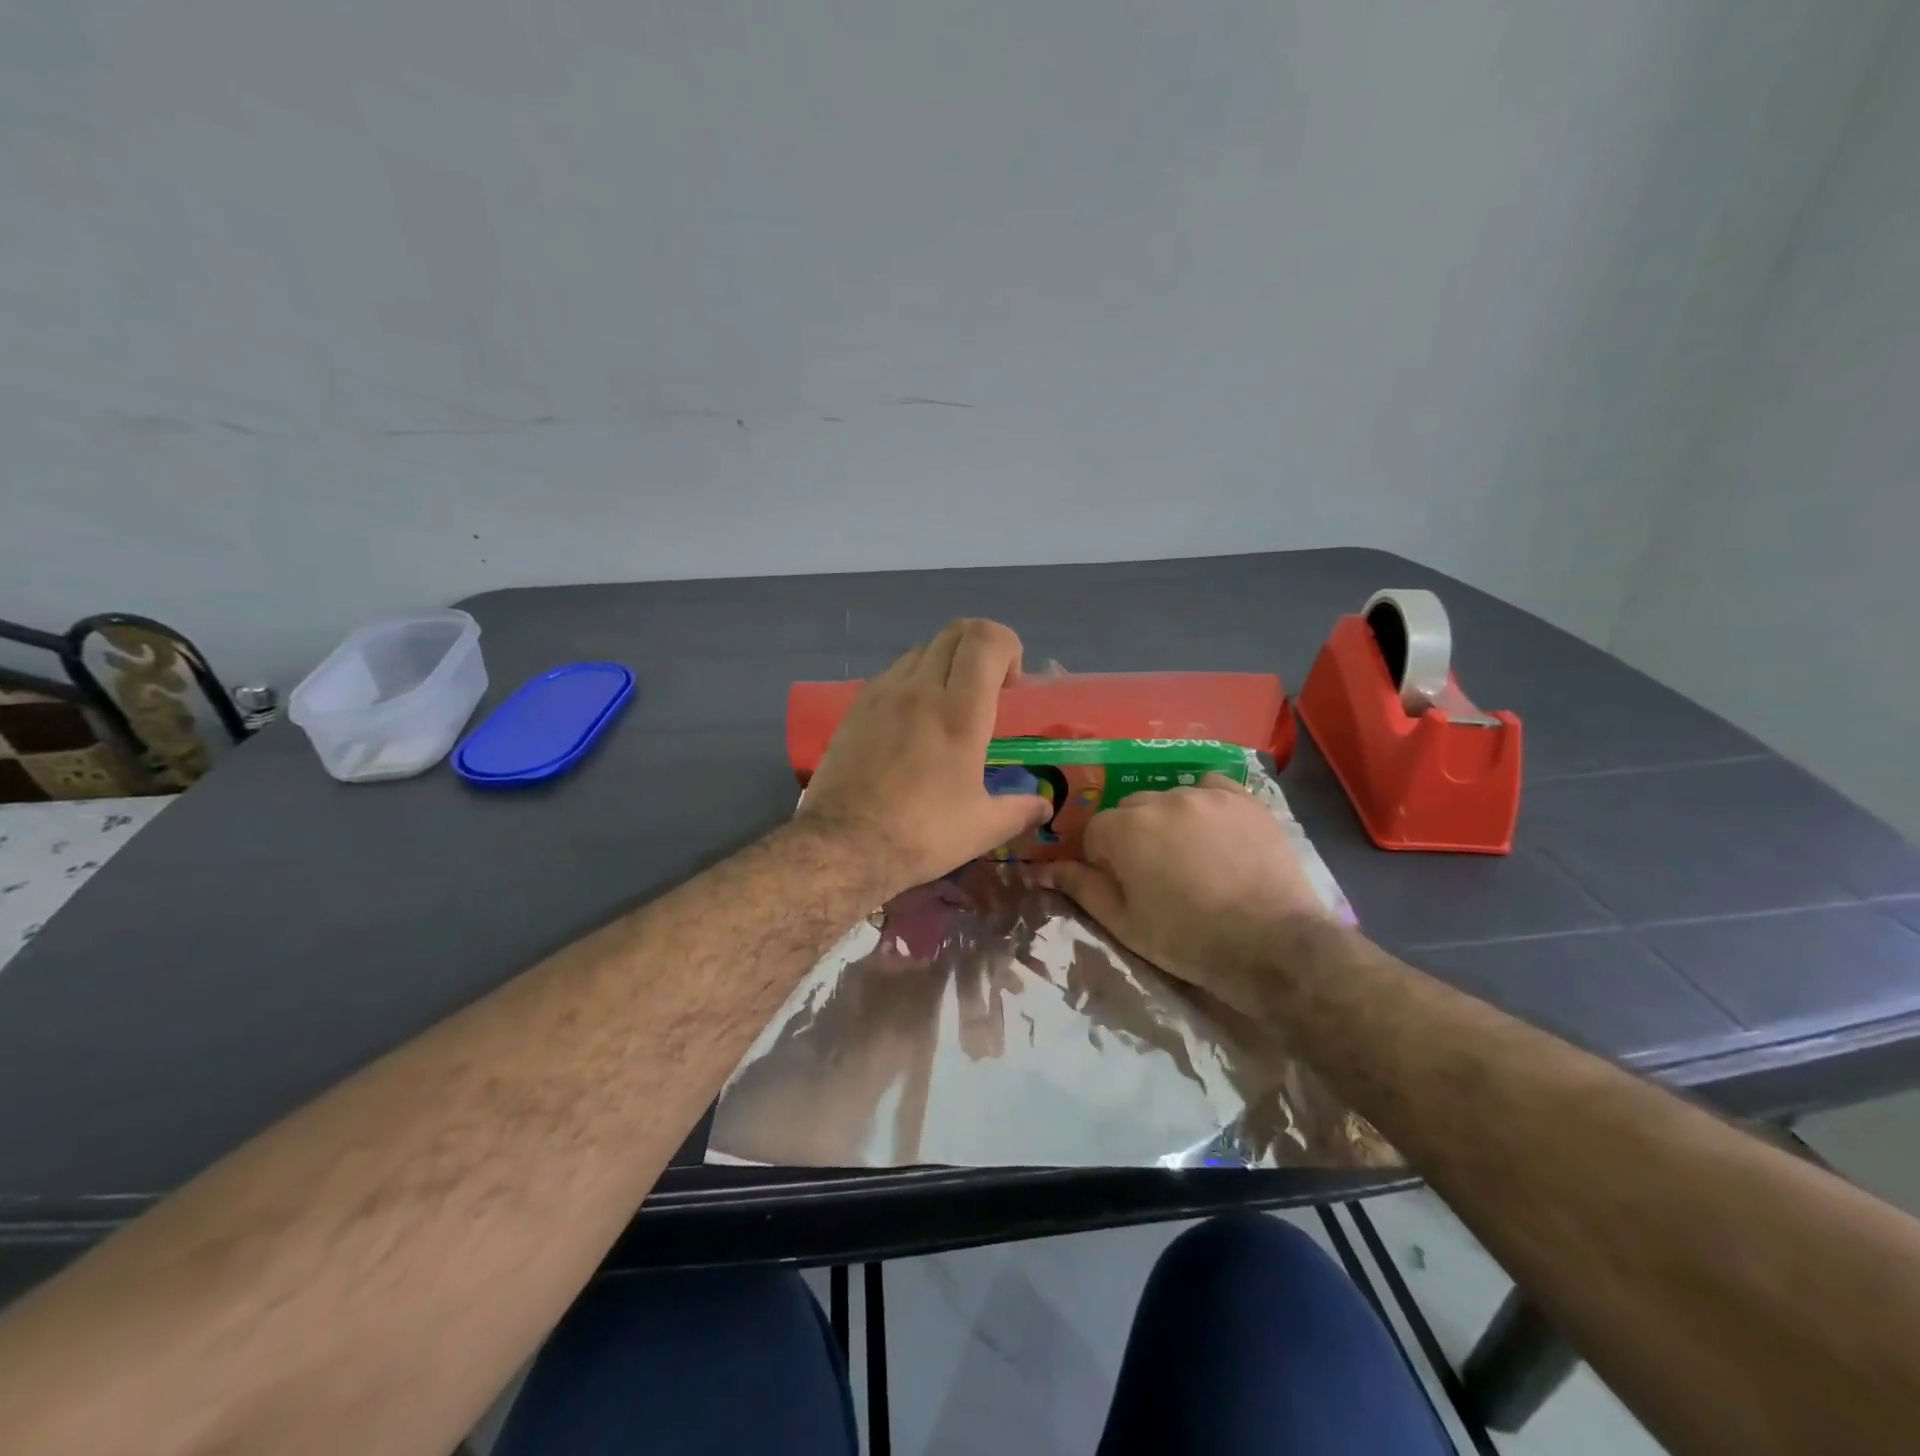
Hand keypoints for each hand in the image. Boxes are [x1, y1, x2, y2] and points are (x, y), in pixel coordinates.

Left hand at [797, 619, 1051, 897]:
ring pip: (922, 648)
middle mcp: (921, 689)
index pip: (987, 640)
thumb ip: (1020, 810)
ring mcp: (883, 693)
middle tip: (986, 690)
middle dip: (981, 649)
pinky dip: (913, 678)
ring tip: (948, 704)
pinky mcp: (856, 706)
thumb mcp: (983, 828)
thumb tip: (1044, 806)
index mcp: (960, 712)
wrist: (843, 845)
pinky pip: (893, 671)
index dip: (1008, 648)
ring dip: (946, 662)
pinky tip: (912, 719)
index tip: (1009, 687)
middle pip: (956, 632)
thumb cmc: (922, 834)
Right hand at [1038, 774, 1329, 1014]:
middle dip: (1134, 836)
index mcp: (1124, 829)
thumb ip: (1081, 888)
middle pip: (1131, 810)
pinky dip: (1206, 802)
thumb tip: (1042, 869)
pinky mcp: (1242, 798)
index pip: (1095, 832)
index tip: (1124, 885)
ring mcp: (1204, 795)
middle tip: (1158, 874)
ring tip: (1194, 857)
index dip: (1104, 860)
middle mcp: (1159, 800)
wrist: (1270, 944)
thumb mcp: (1124, 923)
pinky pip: (1211, 786)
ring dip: (1170, 821)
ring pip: (1169, 798)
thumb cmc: (1187, 939)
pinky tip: (1217, 830)